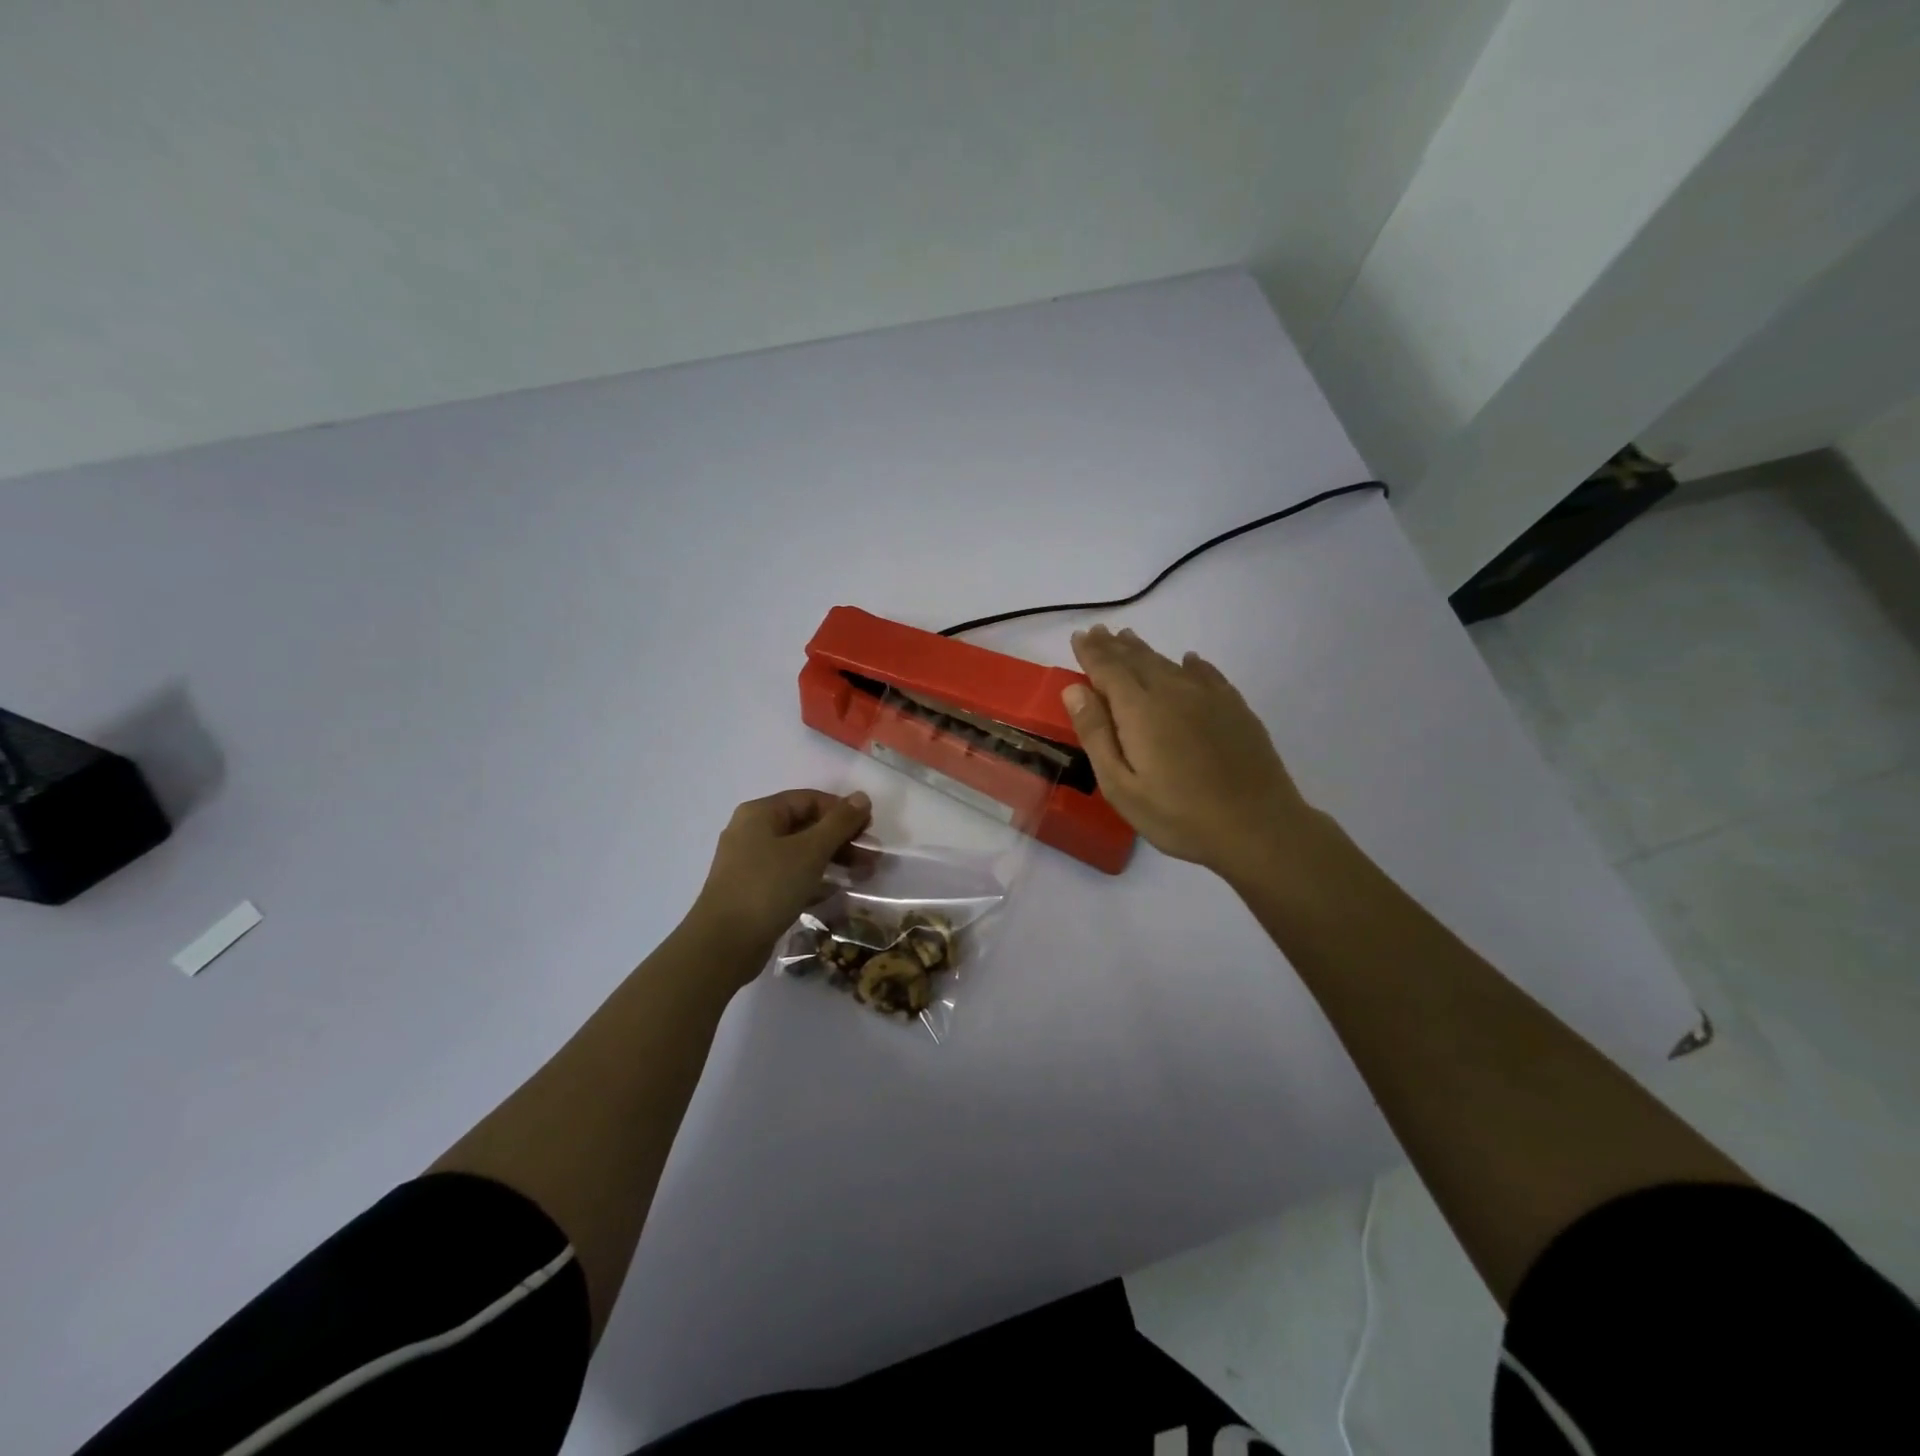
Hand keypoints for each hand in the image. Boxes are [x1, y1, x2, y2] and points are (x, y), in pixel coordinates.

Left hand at [691, 789, 871, 962]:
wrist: (723, 944)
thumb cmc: (768, 886)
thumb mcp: (810, 851)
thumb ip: (839, 823)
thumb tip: (862, 796)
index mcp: (760, 813)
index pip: (809, 799)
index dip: (842, 811)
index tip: (869, 830)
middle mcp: (752, 832)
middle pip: (805, 826)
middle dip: (841, 839)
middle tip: (871, 857)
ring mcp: (750, 863)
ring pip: (800, 853)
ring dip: (833, 860)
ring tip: (864, 875)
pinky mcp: (753, 891)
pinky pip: (790, 876)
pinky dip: (815, 880)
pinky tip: (837, 892)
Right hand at [1063, 625, 1321, 875]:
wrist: (1257, 827)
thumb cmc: (1178, 815)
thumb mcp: (1120, 786)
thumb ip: (1096, 734)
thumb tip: (1074, 689)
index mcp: (1139, 709)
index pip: (1108, 668)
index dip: (1091, 652)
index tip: (1079, 637)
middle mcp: (1173, 691)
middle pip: (1137, 659)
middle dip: (1114, 646)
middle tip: (1099, 633)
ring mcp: (1209, 697)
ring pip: (1169, 663)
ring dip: (1144, 651)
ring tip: (1129, 640)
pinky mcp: (1235, 708)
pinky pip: (1206, 674)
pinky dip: (1190, 664)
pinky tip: (1188, 661)